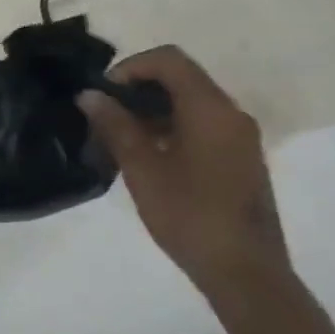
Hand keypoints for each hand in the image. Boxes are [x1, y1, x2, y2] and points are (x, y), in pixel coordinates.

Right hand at [78, 46, 291, 322]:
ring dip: (151, 109)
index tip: (103, 94)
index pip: (169, 60)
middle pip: (180, 78)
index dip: (130, 67)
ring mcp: (239, 137)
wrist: (245, 273)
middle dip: (137, 88)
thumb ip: (115, 125)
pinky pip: (200, 124)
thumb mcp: (142, 168)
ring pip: (189, 102)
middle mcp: (231, 114)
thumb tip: (90, 95)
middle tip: (104, 115)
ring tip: (117, 137)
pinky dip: (169, 126)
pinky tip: (145, 156)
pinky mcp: (239, 158)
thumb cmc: (190, 215)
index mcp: (211, 109)